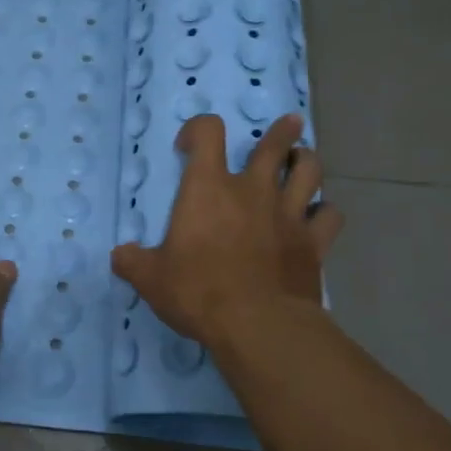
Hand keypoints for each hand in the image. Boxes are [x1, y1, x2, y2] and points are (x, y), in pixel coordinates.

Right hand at [112, 113, 343, 348]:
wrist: (257, 325)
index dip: (198, 129)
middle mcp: (253, 190)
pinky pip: (330, 216)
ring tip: (302, 161)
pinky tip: (318, 217)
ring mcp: (289, 214)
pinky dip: (325, 212)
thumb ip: (133, 262)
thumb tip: (120, 256)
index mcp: (208, 188)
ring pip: (310, 171)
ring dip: (306, 161)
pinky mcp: (313, 243)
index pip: (208, 133)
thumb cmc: (198, 292)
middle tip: (287, 125)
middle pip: (274, 145)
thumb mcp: (151, 279)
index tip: (188, 146)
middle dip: (280, 132)